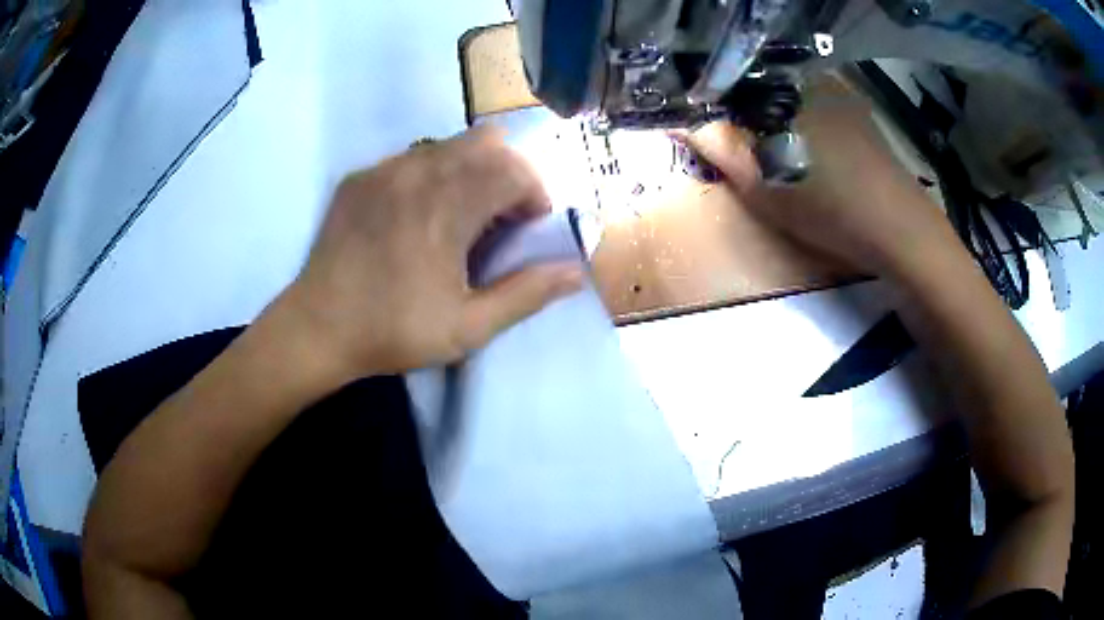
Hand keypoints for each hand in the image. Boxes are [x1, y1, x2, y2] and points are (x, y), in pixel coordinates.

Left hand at [278, 126, 583, 380]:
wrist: (317, 328)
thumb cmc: (394, 330)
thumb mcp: (468, 327)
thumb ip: (527, 294)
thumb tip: (576, 271)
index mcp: (448, 206)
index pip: (514, 169)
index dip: (534, 194)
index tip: (528, 226)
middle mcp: (418, 172)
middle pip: (486, 141)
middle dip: (508, 172)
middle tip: (500, 216)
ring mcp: (384, 170)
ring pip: (448, 144)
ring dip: (470, 170)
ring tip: (460, 215)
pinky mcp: (359, 177)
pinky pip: (410, 157)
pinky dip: (431, 174)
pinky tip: (417, 215)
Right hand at [685, 81, 957, 278]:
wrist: (900, 231)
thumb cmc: (827, 205)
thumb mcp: (761, 183)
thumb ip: (715, 145)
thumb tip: (673, 119)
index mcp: (783, 84)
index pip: (728, 78)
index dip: (709, 99)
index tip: (701, 125)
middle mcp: (810, 75)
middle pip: (758, 83)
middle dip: (739, 108)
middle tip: (735, 145)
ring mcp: (838, 91)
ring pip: (786, 94)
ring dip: (770, 115)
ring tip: (769, 150)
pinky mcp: (857, 111)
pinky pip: (813, 104)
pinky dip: (798, 120)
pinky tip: (806, 150)